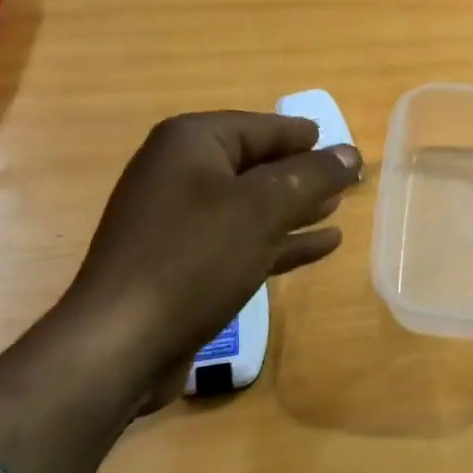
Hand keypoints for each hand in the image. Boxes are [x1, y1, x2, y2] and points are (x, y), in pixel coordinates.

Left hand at [58, 112, 363, 415]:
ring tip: (337, 209)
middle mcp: (179, 172)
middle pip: (256, 164)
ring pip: (250, 204)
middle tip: (347, 181)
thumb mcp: (263, 208)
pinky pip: (240, 239)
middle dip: (302, 174)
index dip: (305, 137)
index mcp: (191, 143)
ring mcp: (177, 220)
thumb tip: (352, 153)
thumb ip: (312, 175)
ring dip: (294, 208)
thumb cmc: (194, 257)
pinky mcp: (181, 262)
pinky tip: (320, 246)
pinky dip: (278, 240)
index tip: (343, 147)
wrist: (120, 345)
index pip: (262, 127)